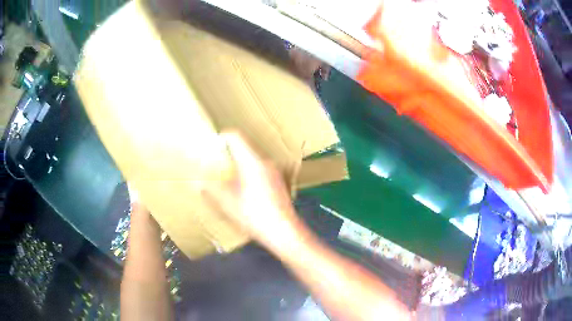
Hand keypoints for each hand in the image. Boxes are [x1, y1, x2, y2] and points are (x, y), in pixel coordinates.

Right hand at [202, 131, 299, 248]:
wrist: (284, 232)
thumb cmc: (255, 217)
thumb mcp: (228, 204)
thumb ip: (212, 190)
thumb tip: (200, 183)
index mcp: (252, 162)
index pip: (236, 137)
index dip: (222, 137)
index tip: (213, 145)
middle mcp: (265, 162)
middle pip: (245, 147)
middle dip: (229, 153)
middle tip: (217, 164)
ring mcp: (275, 171)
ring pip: (253, 159)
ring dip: (240, 163)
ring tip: (229, 178)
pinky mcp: (279, 181)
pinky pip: (261, 169)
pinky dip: (249, 172)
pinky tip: (245, 190)